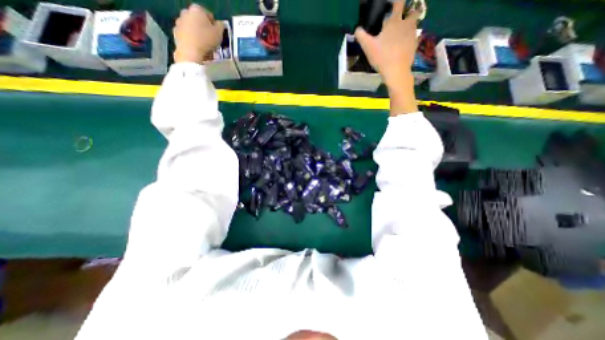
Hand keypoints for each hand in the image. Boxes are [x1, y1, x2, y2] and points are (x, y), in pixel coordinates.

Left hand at [172, 4, 223, 62]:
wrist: (190, 52)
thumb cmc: (206, 40)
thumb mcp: (219, 33)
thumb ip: (220, 26)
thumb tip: (219, 24)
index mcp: (197, 9)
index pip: (208, 15)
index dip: (214, 25)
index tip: (217, 35)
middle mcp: (186, 12)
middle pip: (198, 21)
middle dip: (204, 29)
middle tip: (211, 41)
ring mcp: (179, 22)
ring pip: (192, 28)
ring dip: (198, 35)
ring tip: (205, 47)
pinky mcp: (175, 33)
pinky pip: (187, 36)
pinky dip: (192, 41)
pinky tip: (198, 49)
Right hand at [356, 3, 421, 87]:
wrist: (396, 71)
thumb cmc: (382, 57)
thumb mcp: (368, 47)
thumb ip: (361, 36)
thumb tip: (357, 29)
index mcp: (395, 21)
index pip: (399, 3)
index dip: (396, 1)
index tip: (391, 5)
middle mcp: (406, 24)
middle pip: (412, 11)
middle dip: (407, 12)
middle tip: (399, 20)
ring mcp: (412, 34)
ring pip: (415, 23)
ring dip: (409, 24)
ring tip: (401, 33)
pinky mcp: (415, 45)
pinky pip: (415, 37)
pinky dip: (411, 38)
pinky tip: (404, 45)